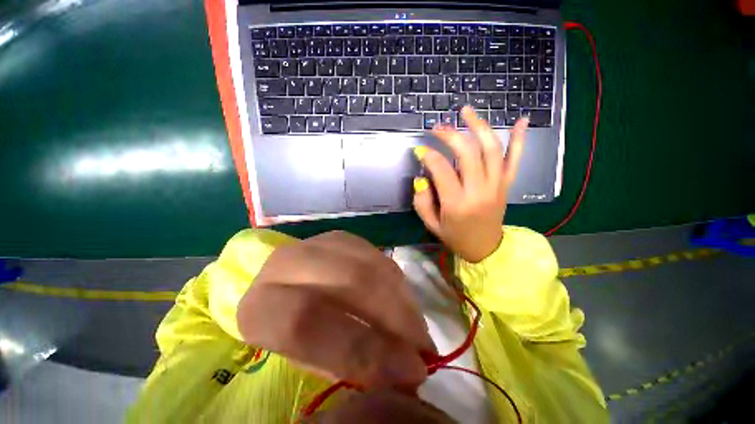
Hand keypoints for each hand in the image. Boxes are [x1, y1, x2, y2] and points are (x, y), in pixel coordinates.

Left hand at [237, 231, 435, 389]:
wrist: (283, 285)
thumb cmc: (289, 333)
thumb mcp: (306, 360)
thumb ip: (347, 365)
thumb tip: (404, 377)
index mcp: (260, 306)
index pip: (308, 323)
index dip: (364, 350)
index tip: (410, 372)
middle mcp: (288, 264)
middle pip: (352, 282)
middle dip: (396, 318)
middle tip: (424, 349)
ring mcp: (319, 243)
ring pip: (371, 265)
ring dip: (402, 299)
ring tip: (418, 329)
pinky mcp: (342, 238)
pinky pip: (378, 257)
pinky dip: (397, 283)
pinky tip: (403, 303)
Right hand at [413, 106, 528, 262]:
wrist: (485, 248)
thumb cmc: (455, 237)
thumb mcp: (431, 224)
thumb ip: (422, 201)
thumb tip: (421, 177)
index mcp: (457, 204)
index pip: (441, 169)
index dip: (429, 155)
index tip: (420, 149)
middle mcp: (479, 191)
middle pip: (468, 152)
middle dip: (450, 135)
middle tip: (438, 127)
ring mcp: (496, 186)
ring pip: (491, 149)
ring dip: (479, 126)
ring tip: (466, 111)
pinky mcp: (506, 185)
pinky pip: (515, 159)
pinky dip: (519, 139)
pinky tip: (520, 120)